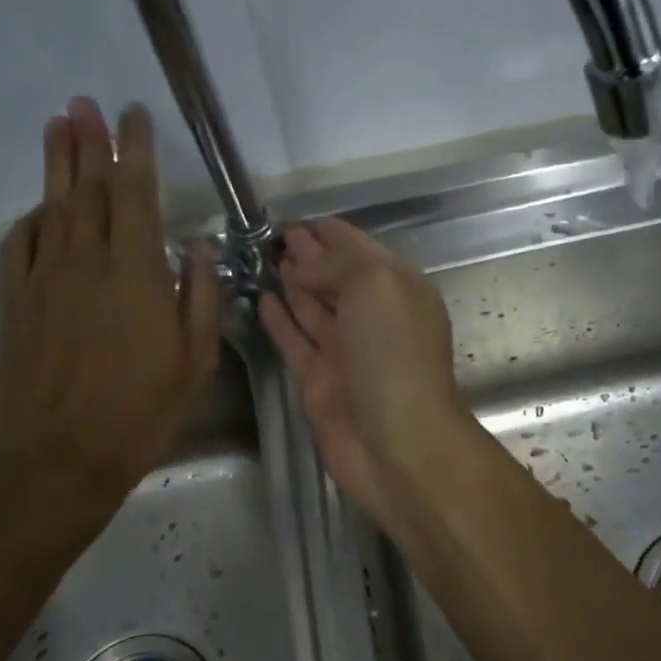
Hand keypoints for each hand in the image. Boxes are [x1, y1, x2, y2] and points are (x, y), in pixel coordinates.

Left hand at [0, 96, 221, 543]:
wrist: (58, 457)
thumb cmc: (140, 412)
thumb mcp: (194, 361)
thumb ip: (200, 297)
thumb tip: (198, 248)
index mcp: (134, 272)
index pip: (133, 193)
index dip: (134, 150)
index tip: (133, 115)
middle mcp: (84, 261)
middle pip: (86, 188)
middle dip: (89, 142)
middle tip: (85, 103)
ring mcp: (43, 279)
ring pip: (51, 207)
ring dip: (56, 164)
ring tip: (57, 125)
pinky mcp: (14, 302)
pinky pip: (20, 245)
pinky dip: (31, 218)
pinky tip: (38, 209)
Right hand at [259, 218, 470, 528]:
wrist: (396, 442)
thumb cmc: (394, 355)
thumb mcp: (376, 286)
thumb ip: (338, 264)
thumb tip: (301, 263)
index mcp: (398, 290)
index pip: (361, 250)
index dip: (331, 233)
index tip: (296, 218)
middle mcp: (373, 318)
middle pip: (336, 278)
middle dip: (309, 255)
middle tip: (272, 235)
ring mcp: (345, 351)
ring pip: (314, 308)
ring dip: (293, 282)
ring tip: (264, 258)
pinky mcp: (319, 381)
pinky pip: (296, 341)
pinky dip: (280, 321)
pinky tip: (262, 300)